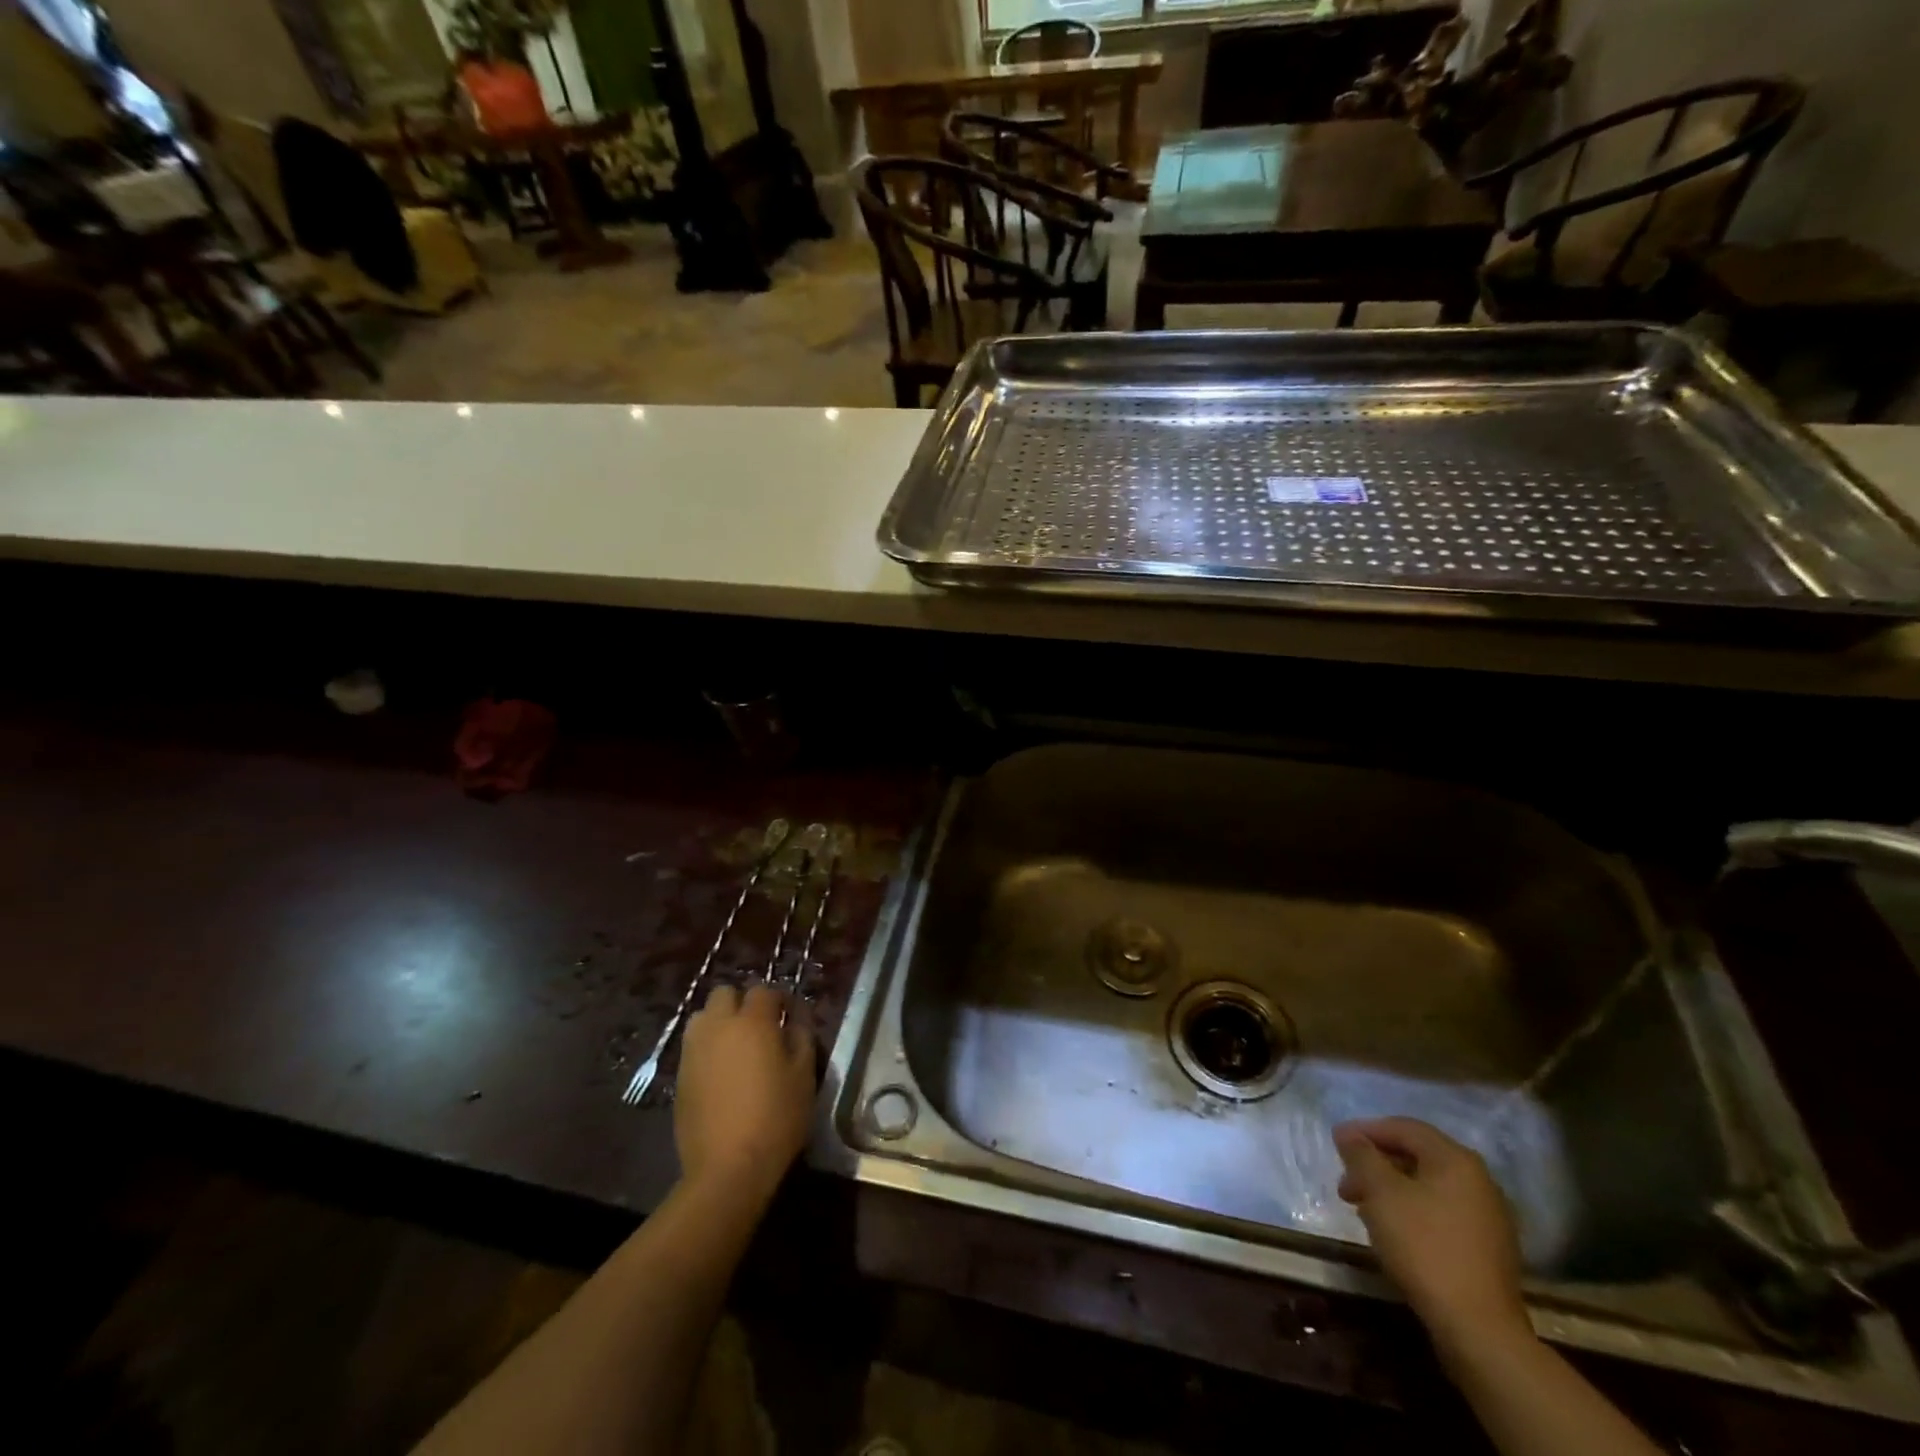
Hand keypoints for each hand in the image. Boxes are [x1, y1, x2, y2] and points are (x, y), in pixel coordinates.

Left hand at [674, 983, 816, 1204]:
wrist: (727, 1168)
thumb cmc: (776, 1118)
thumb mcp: (804, 1076)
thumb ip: (801, 1037)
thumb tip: (794, 1019)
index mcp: (752, 1022)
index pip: (764, 990)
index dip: (779, 999)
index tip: (789, 1016)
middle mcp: (718, 1026)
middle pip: (725, 994)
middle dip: (742, 1002)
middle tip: (760, 1027)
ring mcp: (694, 1050)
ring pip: (704, 1016)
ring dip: (720, 1022)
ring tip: (736, 1047)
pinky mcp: (680, 1075)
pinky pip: (694, 1045)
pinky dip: (707, 1047)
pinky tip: (721, 1072)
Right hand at [1332, 1117, 1531, 1358]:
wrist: (1479, 1328)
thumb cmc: (1424, 1246)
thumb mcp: (1381, 1192)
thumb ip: (1361, 1155)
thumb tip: (1348, 1134)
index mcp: (1456, 1160)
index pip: (1404, 1128)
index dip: (1366, 1130)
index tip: (1336, 1143)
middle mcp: (1479, 1180)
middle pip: (1416, 1156)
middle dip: (1375, 1165)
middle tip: (1346, 1183)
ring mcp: (1488, 1217)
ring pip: (1427, 1187)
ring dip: (1390, 1190)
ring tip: (1362, 1209)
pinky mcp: (1487, 1249)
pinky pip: (1441, 1213)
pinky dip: (1411, 1211)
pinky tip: (1392, 1231)